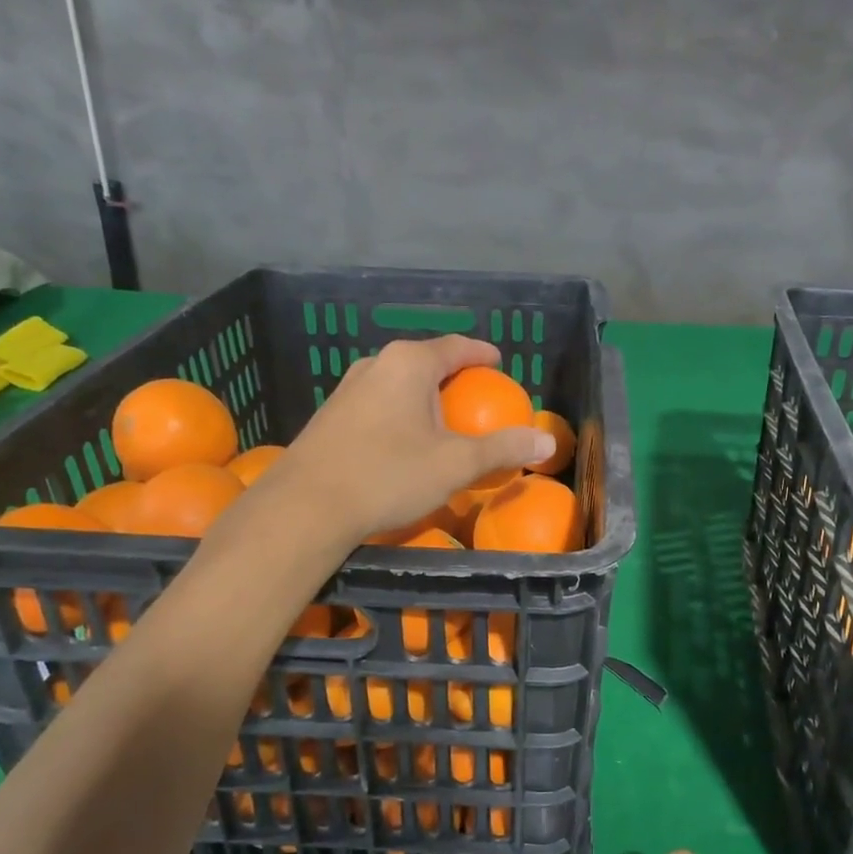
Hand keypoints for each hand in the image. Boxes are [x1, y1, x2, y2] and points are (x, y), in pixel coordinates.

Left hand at [273, 336, 552, 543]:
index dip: (482, 354)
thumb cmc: (389, 475)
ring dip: (424, 398)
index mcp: (409, 363)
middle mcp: (376, 364)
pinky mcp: (331, 415)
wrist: (306, 507)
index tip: (499, 363)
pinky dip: (401, 413)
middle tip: (476, 399)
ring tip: (442, 421)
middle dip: (454, 377)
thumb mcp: (456, 464)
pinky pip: (378, 403)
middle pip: (426, 362)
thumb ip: (502, 449)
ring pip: (399, 384)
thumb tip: (546, 442)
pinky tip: (404, 443)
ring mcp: (348, 388)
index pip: (457, 346)